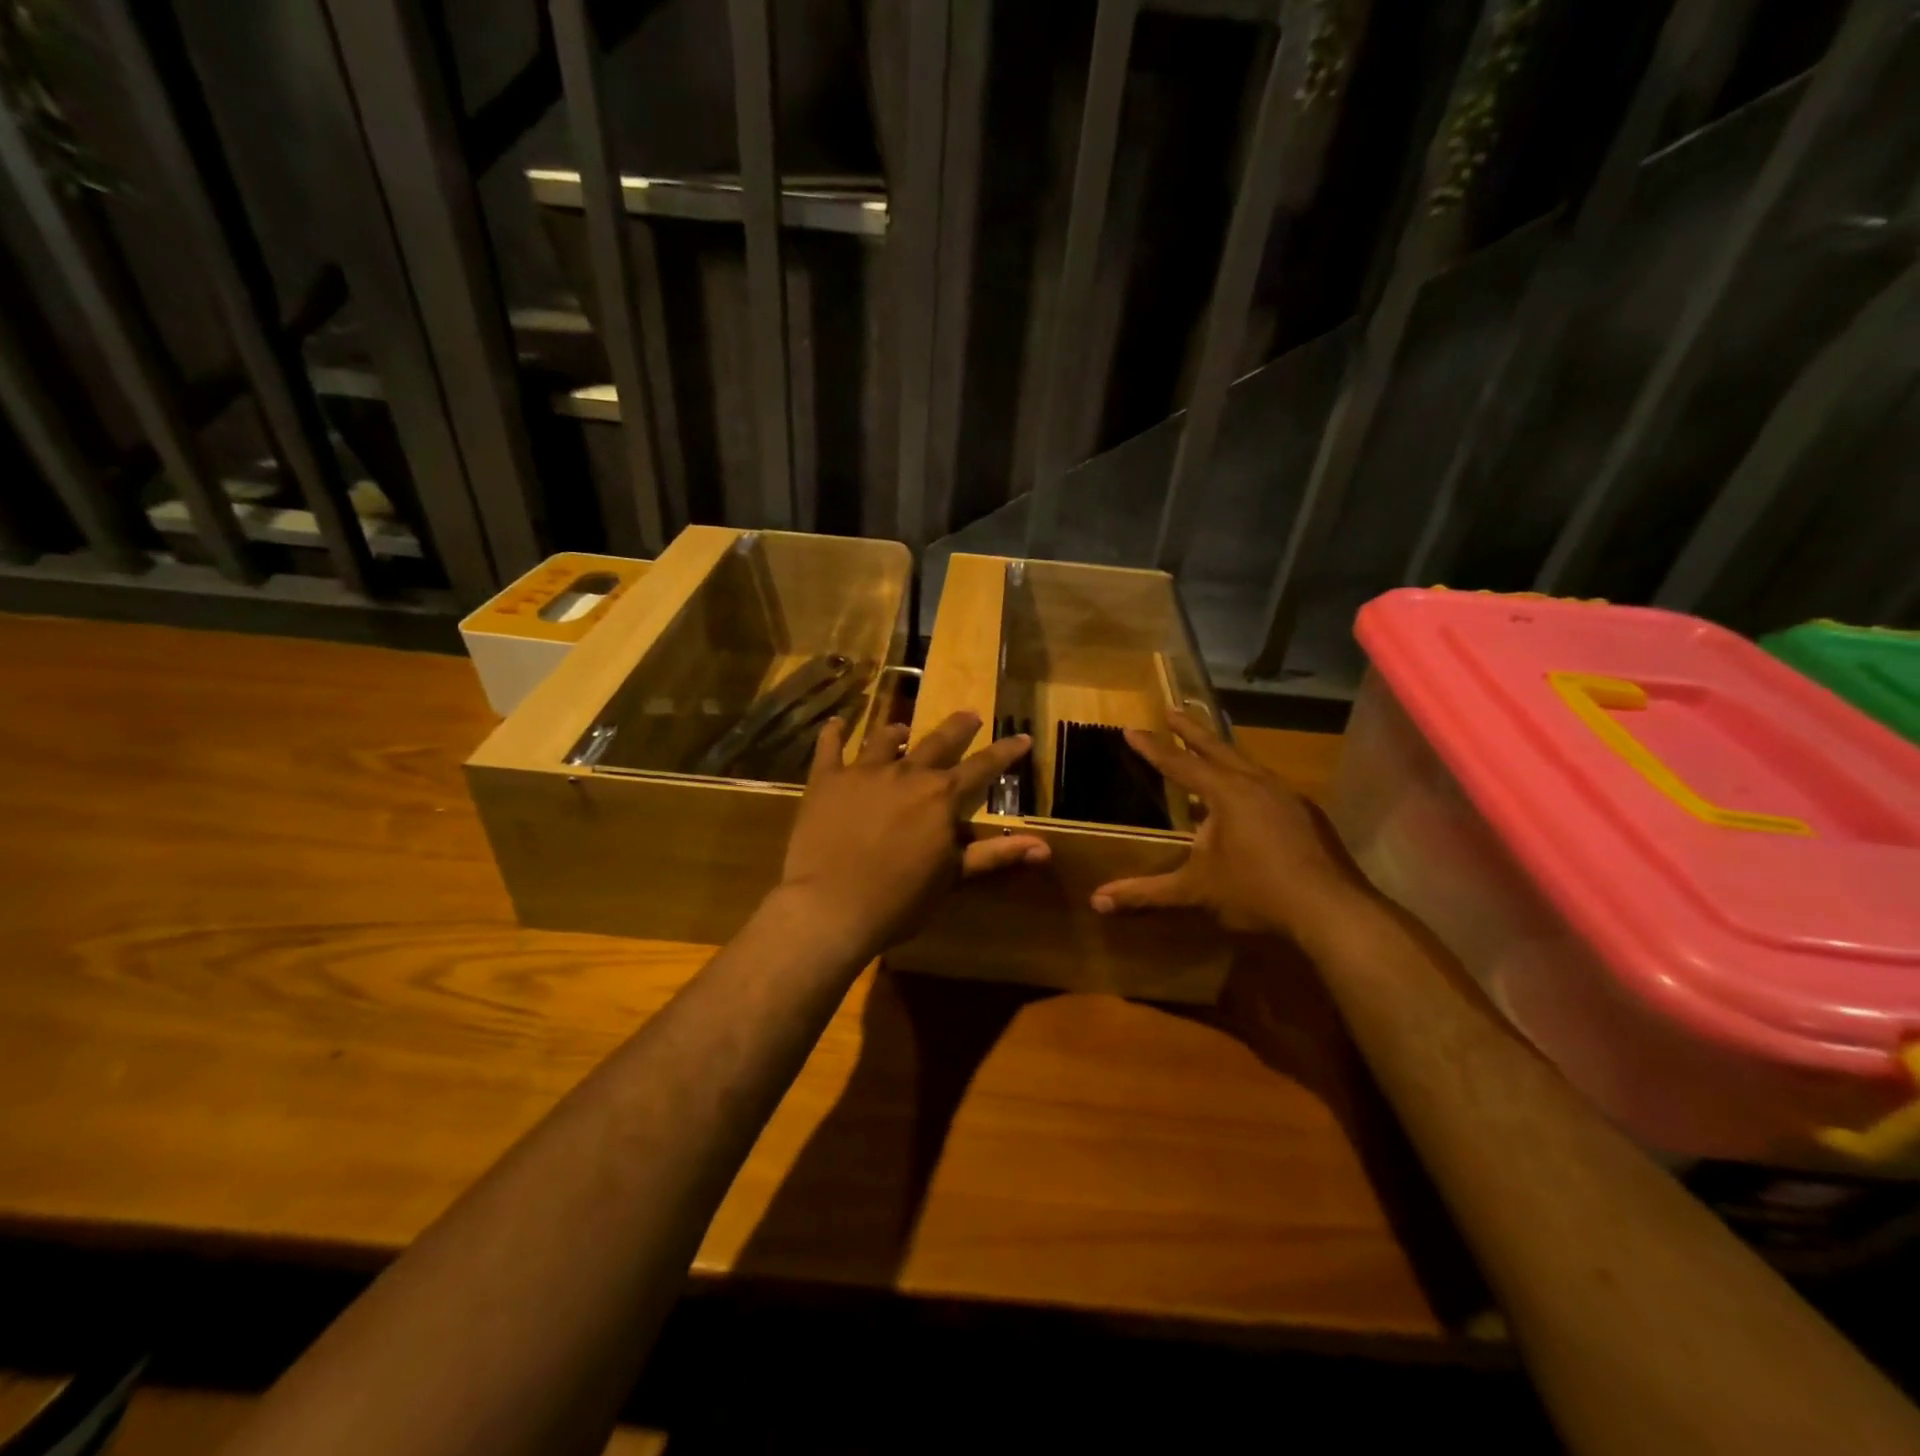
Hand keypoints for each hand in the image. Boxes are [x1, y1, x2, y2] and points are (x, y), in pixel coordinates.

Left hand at [777, 710, 1049, 959]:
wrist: (830, 907)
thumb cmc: (899, 900)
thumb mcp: (952, 878)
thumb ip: (996, 855)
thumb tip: (1045, 847)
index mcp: (941, 796)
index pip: (983, 767)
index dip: (1005, 752)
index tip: (1022, 736)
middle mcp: (907, 773)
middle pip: (938, 741)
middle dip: (958, 727)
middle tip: (970, 715)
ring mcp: (863, 772)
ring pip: (885, 739)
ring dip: (898, 732)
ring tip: (902, 729)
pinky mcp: (826, 780)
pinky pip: (830, 747)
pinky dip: (834, 733)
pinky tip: (837, 723)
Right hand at [1090, 710, 1366, 938]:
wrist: (1332, 909)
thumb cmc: (1257, 892)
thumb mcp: (1196, 890)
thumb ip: (1146, 892)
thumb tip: (1097, 901)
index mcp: (1226, 793)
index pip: (1179, 765)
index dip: (1152, 748)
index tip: (1131, 728)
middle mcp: (1256, 783)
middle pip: (1217, 748)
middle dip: (1190, 730)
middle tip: (1171, 709)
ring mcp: (1286, 796)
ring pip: (1246, 764)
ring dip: (1222, 754)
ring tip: (1208, 751)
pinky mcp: (1306, 814)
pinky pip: (1266, 785)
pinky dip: (1247, 780)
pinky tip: (1246, 798)